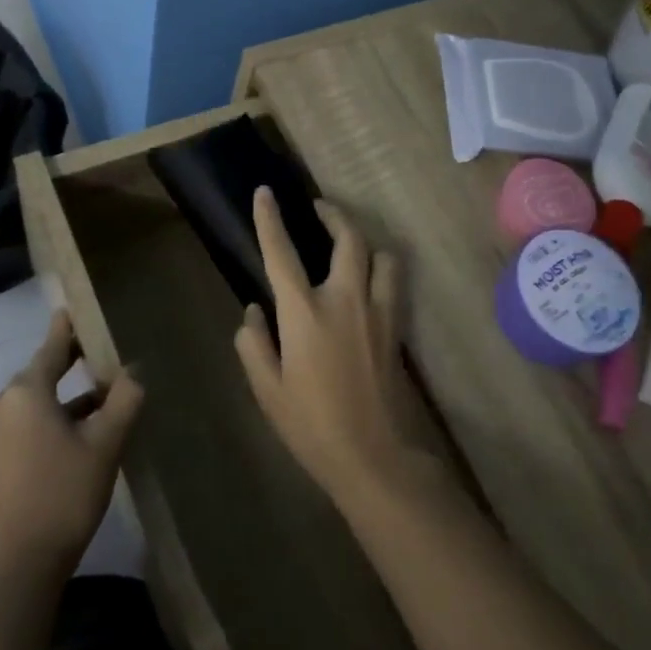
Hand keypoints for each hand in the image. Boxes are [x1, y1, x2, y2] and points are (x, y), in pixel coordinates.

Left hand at [0, 310, 143, 586]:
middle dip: (71, 368)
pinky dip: (47, 422)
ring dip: (63, 401)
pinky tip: (74, 436)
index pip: (52, 348)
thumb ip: (124, 399)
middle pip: (40, 375)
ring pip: (32, 404)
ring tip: (99, 403)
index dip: (67, 329)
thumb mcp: (106, 444)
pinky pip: (22, 426)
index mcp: (25, 392)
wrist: (18, 565)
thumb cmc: (65, 494)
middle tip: (102, 359)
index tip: (74, 309)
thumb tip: (133, 371)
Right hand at [235, 188, 451, 513]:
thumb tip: (254, 312)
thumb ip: (255, 345)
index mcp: (305, 313)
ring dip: (365, 242)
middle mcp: (345, 300)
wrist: (376, 458)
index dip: (270, 219)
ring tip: (351, 246)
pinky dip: (380, 270)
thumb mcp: (268, 390)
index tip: (265, 192)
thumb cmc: (312, 426)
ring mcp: (378, 312)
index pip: (281, 253)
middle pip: (348, 239)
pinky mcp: (396, 329)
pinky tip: (368, 284)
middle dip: (334, 214)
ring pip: (382, 256)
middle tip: (319, 207)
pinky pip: (393, 283)